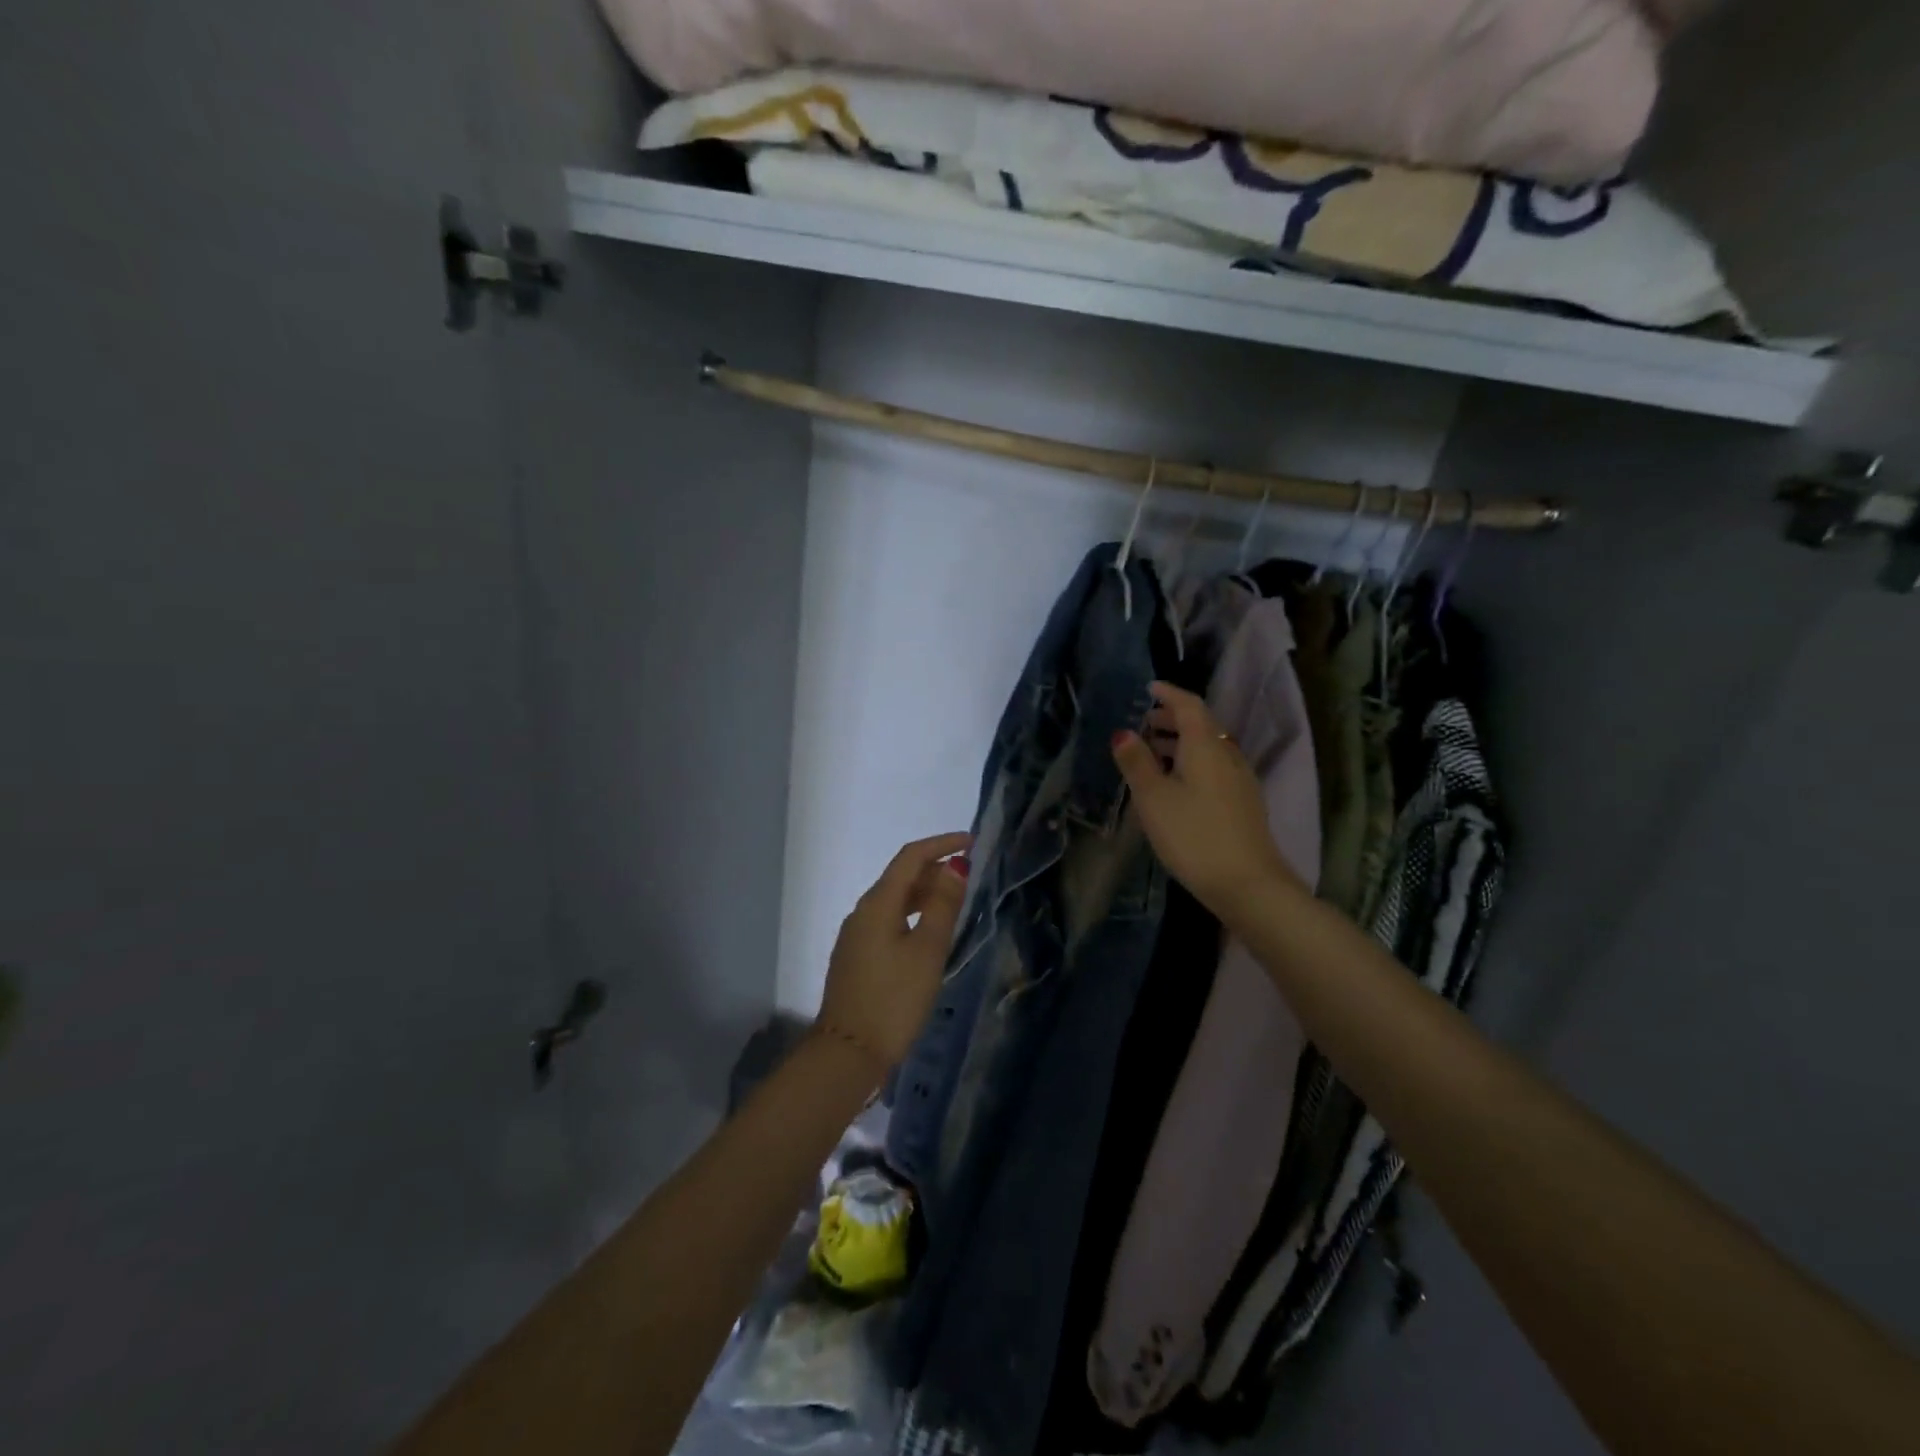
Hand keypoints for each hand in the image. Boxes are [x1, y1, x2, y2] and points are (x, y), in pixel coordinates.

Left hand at [818, 832, 972, 1074]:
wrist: (849, 1053)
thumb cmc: (894, 999)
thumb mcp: (927, 951)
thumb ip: (942, 906)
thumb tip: (955, 866)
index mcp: (877, 904)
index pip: (910, 857)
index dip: (941, 845)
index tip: (971, 843)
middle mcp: (862, 912)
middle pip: (900, 877)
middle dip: (934, 869)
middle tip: (969, 876)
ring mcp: (856, 936)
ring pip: (894, 901)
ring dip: (924, 893)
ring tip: (955, 902)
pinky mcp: (857, 957)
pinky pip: (888, 921)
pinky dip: (912, 915)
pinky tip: (929, 933)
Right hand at [1112, 680, 1299, 917]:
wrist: (1248, 884)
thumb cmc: (1194, 835)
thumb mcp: (1153, 798)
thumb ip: (1136, 763)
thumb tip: (1123, 732)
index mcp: (1206, 746)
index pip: (1189, 705)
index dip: (1168, 694)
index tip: (1149, 688)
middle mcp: (1228, 754)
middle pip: (1201, 725)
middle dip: (1172, 719)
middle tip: (1144, 723)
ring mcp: (1240, 780)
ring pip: (1209, 747)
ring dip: (1181, 742)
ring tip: (1154, 753)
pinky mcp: (1244, 803)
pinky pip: (1215, 767)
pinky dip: (1192, 762)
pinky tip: (1177, 784)